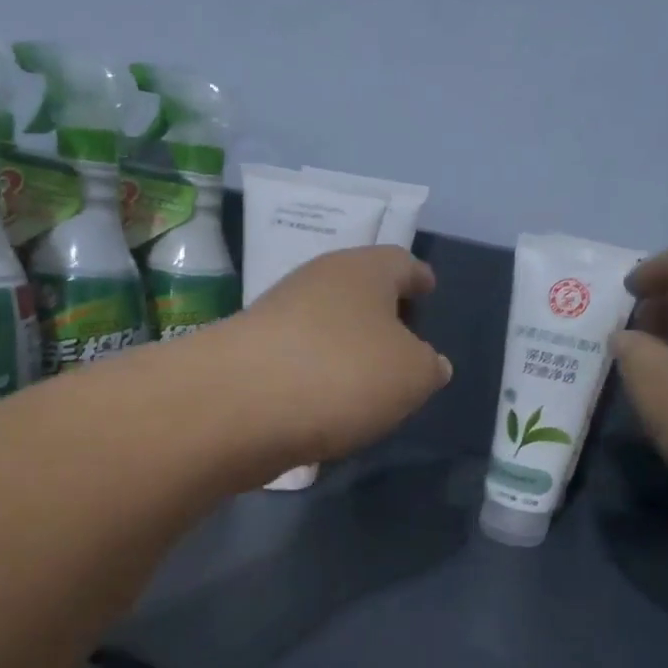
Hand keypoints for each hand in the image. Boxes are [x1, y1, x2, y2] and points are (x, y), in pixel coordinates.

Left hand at [224, 244, 450, 469]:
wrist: (238, 405)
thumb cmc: (343, 374)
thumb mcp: (412, 375)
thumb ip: (428, 367)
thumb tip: (427, 362)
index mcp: (363, 270)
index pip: (401, 263)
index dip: (419, 278)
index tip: (428, 290)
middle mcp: (317, 280)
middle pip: (358, 290)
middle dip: (381, 313)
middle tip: (403, 342)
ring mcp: (277, 314)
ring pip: (325, 323)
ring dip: (346, 346)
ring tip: (367, 382)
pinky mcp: (248, 352)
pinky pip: (298, 357)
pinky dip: (316, 373)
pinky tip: (325, 403)